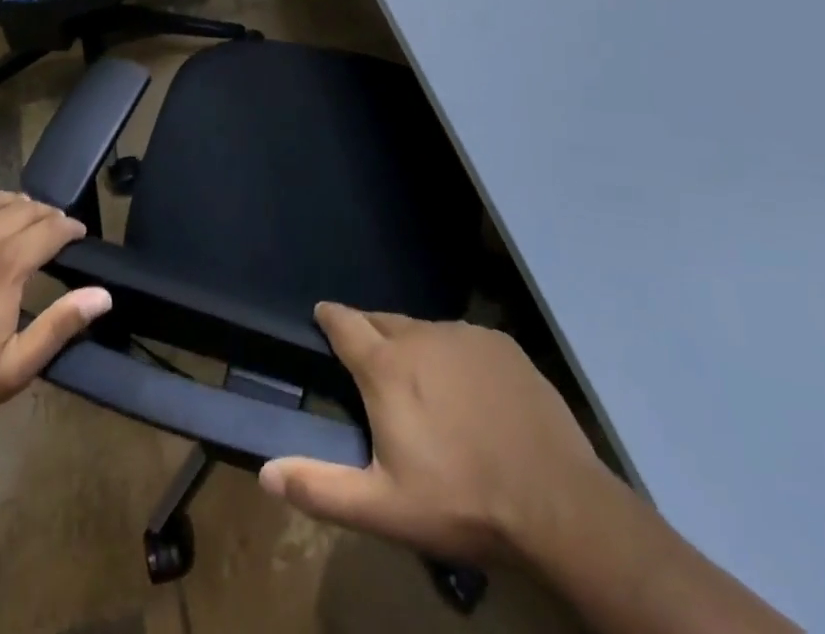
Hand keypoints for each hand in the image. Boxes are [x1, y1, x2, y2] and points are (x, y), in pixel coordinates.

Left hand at [0, 178, 111, 430]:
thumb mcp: (14, 368)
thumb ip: (59, 326)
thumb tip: (102, 295)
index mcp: (7, 267)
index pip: (49, 231)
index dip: (69, 228)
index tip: (79, 234)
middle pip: (22, 210)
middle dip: (45, 213)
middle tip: (55, 224)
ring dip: (12, 200)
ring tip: (24, 208)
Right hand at [258, 304, 608, 567]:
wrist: (558, 505)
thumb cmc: (462, 503)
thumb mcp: (384, 509)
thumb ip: (320, 489)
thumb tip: (266, 473)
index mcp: (385, 367)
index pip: (344, 322)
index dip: (329, 317)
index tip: (322, 316)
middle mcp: (420, 336)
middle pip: (383, 321)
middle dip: (369, 332)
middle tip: (369, 361)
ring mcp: (464, 336)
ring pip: (424, 330)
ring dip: (413, 346)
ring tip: (422, 384)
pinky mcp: (501, 344)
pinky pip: (463, 340)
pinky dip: (454, 355)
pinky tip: (469, 391)